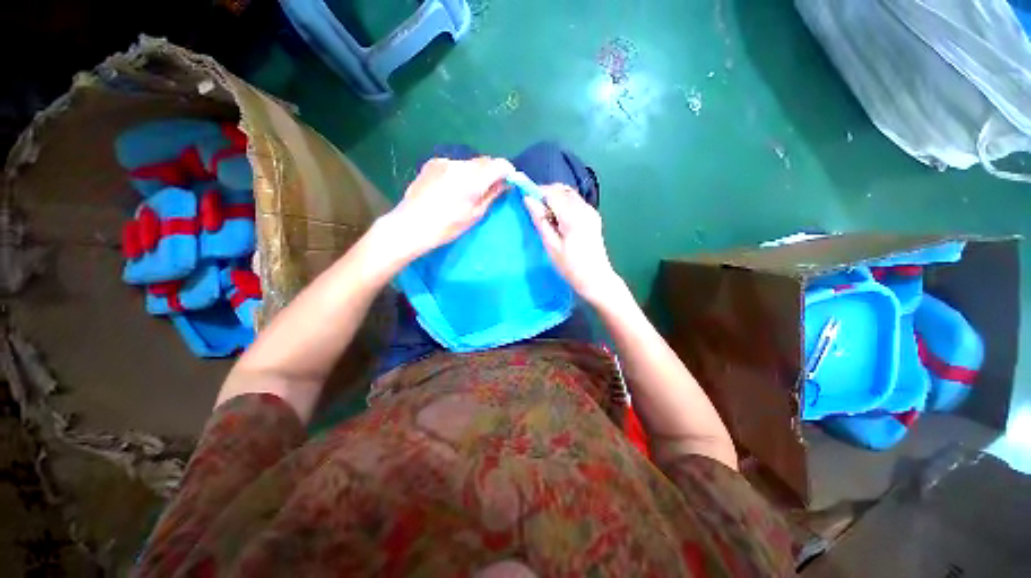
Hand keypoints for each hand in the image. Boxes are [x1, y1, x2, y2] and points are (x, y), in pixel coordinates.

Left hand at [382, 157, 514, 261]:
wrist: (410, 225)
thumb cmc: (446, 226)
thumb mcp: (474, 215)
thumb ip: (491, 195)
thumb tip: (505, 183)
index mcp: (473, 179)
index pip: (500, 164)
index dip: (508, 172)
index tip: (508, 184)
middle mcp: (460, 164)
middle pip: (484, 162)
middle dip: (491, 173)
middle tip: (491, 190)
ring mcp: (444, 161)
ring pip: (469, 163)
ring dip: (475, 173)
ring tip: (468, 192)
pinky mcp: (432, 163)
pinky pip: (454, 165)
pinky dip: (460, 173)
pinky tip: (451, 188)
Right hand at [524, 185, 621, 305]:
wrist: (596, 279)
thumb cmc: (570, 267)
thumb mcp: (551, 245)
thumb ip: (540, 220)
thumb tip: (528, 199)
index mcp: (573, 216)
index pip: (552, 193)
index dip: (537, 193)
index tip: (526, 200)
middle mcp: (585, 208)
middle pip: (562, 190)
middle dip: (546, 194)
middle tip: (535, 211)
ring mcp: (591, 211)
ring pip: (569, 194)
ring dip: (555, 199)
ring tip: (546, 218)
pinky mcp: (593, 216)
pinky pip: (575, 202)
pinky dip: (564, 204)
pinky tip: (558, 221)